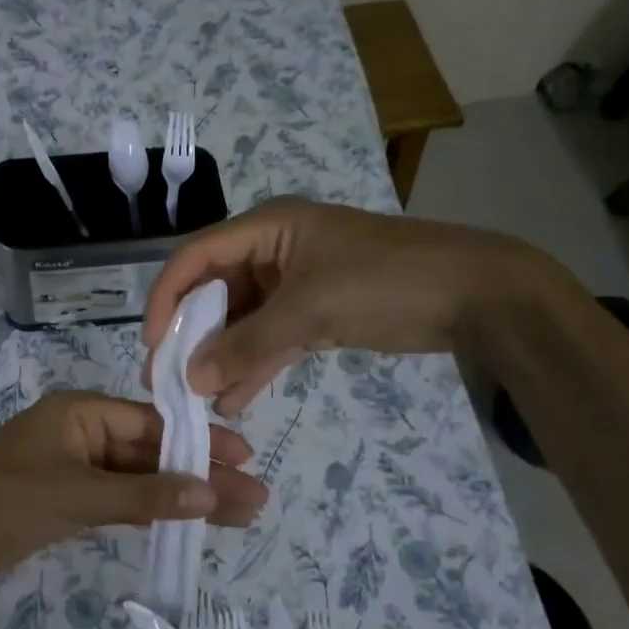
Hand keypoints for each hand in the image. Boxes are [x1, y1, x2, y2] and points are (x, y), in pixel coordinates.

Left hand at [0, 392, 268, 584]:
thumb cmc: (1, 500)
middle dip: (199, 475)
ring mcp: (74, 468)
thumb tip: (211, 493)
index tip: (244, 460)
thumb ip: (143, 495)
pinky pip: (118, 501)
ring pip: (138, 480)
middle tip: (253, 499)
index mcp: (81, 413)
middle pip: (151, 453)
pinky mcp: (66, 501)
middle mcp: (82, 433)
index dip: (199, 442)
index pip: (153, 423)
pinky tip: (185, 522)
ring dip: (179, 497)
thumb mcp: (76, 495)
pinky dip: (148, 512)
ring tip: (235, 516)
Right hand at [143, 196, 566, 416]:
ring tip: (196, 400)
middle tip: (166, 379)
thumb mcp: (309, 310)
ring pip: (243, 321)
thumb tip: (191, 379)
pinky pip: (272, 339)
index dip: (166, 297)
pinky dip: (255, 366)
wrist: (476, 295)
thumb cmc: (385, 282)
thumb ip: (247, 345)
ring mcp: (295, 284)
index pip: (196, 257)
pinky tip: (233, 400)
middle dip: (191, 335)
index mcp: (267, 228)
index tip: (152, 343)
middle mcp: (273, 251)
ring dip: (222, 358)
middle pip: (215, 292)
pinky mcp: (316, 314)